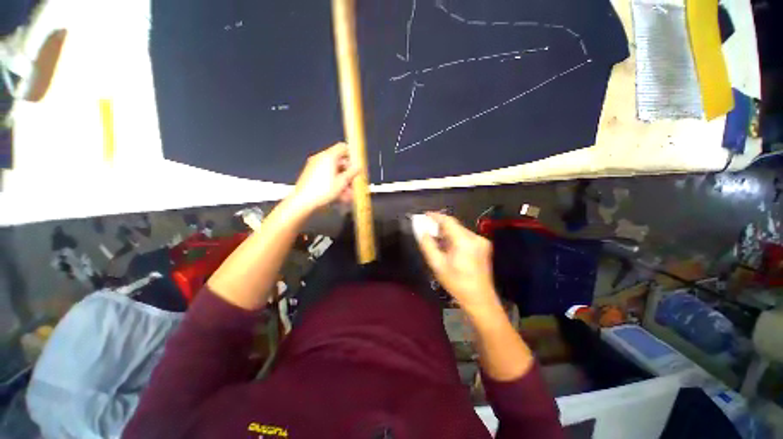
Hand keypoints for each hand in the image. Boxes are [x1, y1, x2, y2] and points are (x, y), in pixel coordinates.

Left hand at [291, 143, 359, 213]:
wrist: (303, 201)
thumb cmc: (324, 190)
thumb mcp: (342, 182)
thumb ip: (352, 173)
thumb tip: (358, 167)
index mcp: (329, 157)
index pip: (342, 147)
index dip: (351, 154)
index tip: (356, 164)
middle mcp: (321, 158)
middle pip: (338, 160)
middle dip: (347, 171)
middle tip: (353, 182)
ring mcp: (314, 165)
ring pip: (333, 169)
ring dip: (342, 179)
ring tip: (347, 192)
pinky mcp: (310, 174)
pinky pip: (326, 174)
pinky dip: (333, 181)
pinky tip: (338, 194)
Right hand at [415, 212, 500, 314]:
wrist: (480, 299)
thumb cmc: (456, 283)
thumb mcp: (437, 265)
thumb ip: (427, 245)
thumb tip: (422, 231)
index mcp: (464, 241)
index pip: (448, 221)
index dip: (435, 216)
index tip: (424, 215)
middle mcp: (475, 237)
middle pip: (454, 225)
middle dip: (440, 225)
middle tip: (428, 229)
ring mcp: (481, 241)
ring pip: (459, 230)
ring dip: (447, 232)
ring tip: (436, 239)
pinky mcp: (483, 246)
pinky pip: (465, 236)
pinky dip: (455, 238)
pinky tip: (448, 246)